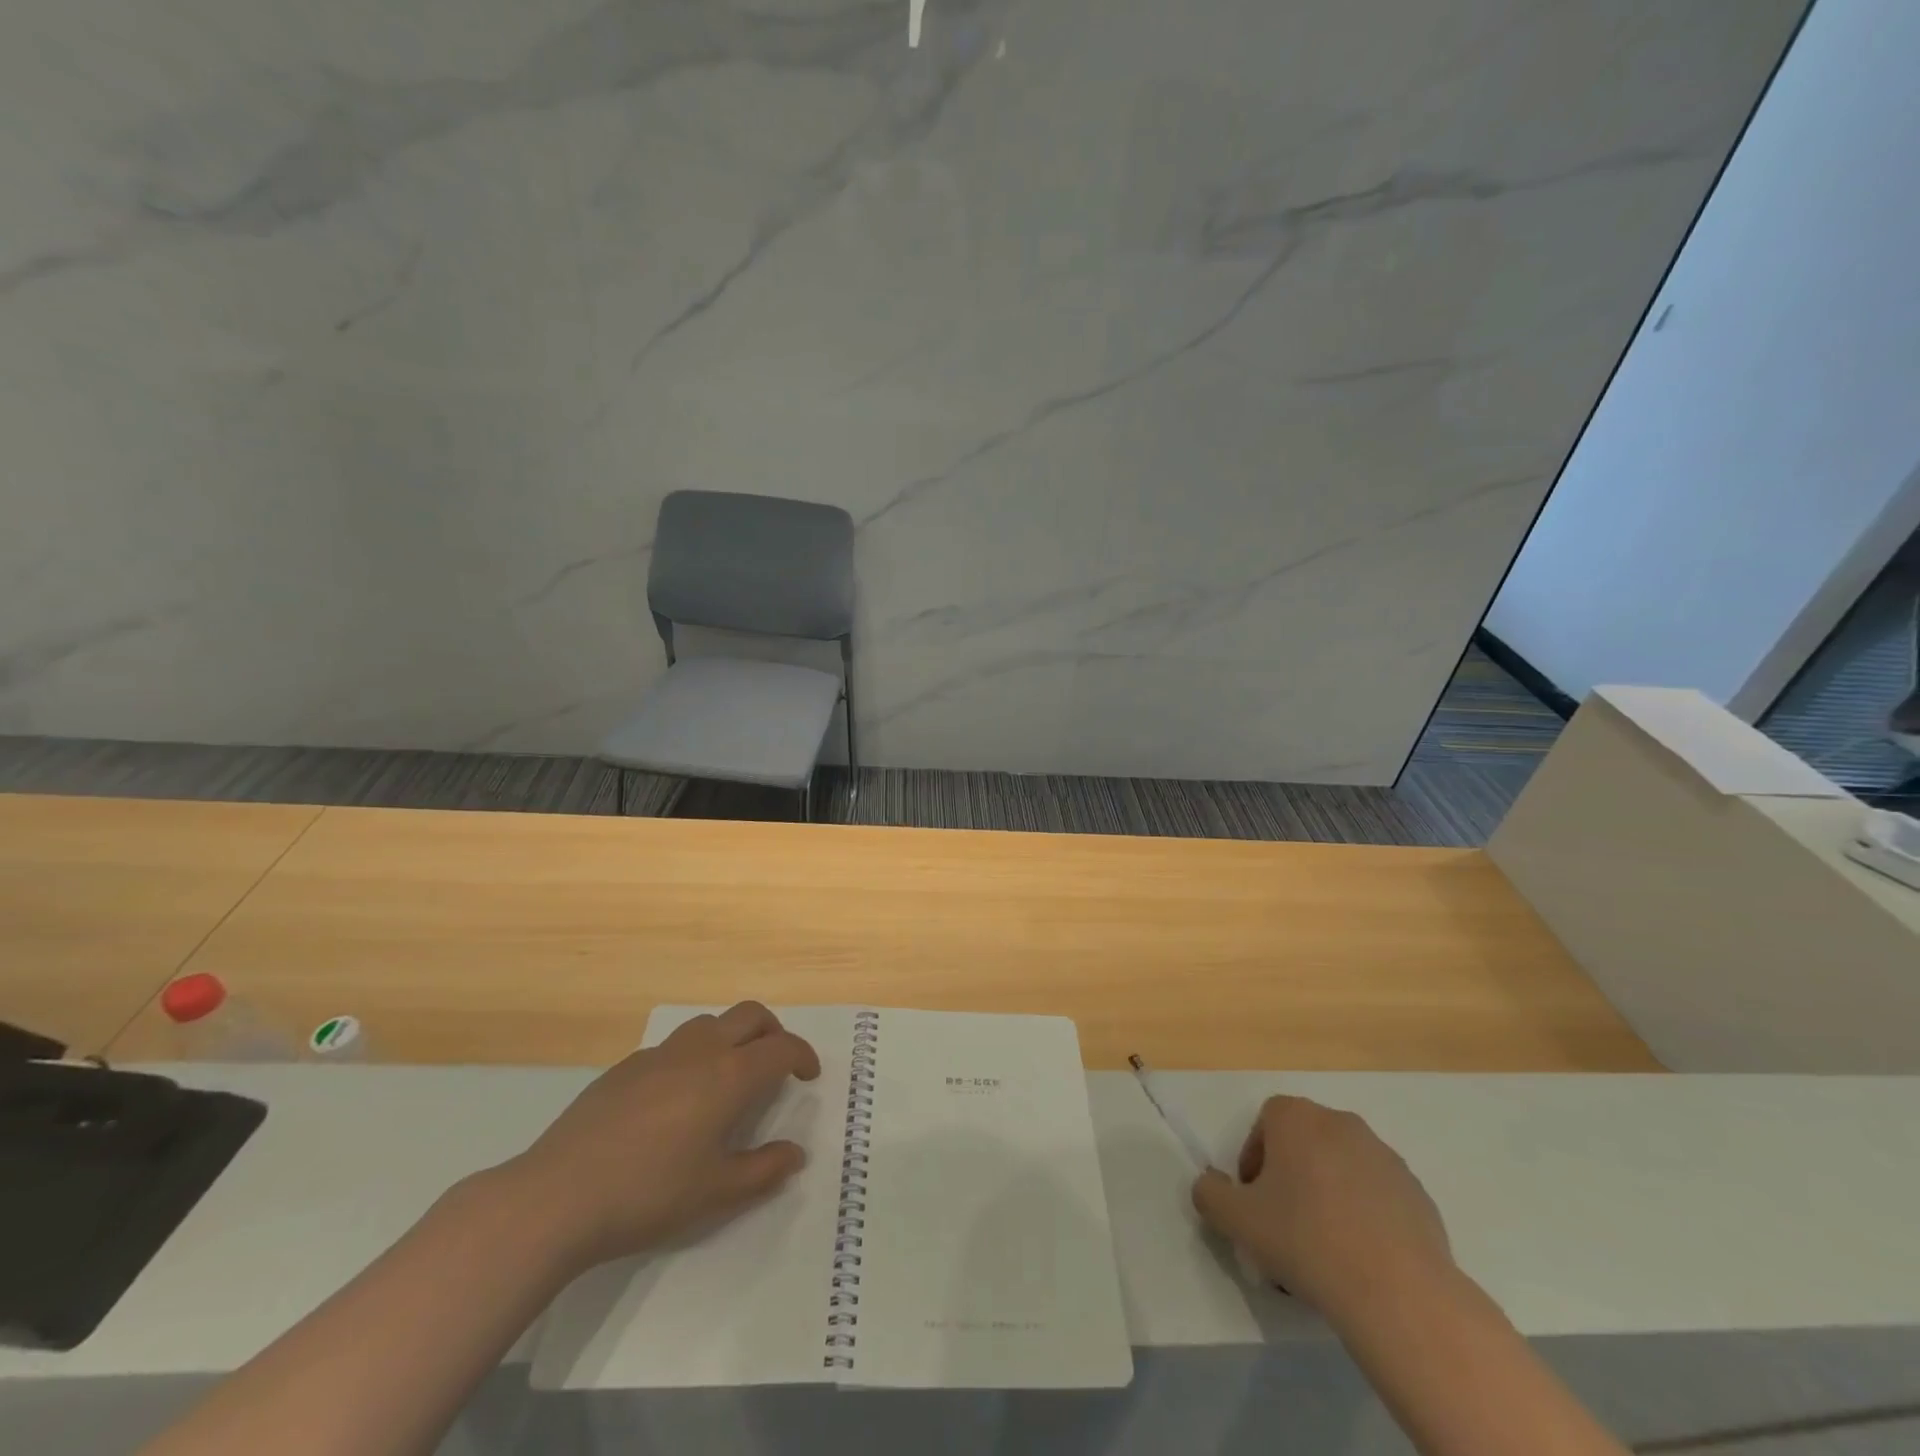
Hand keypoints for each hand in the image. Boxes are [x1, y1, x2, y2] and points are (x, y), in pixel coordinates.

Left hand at [496, 1002, 820, 1273]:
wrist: (558, 1196)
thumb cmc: (649, 1194)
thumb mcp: (716, 1193)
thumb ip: (763, 1170)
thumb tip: (795, 1153)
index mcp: (729, 1076)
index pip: (781, 1048)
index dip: (802, 1056)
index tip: (808, 1075)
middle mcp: (700, 1052)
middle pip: (749, 1015)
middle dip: (772, 1031)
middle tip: (776, 1064)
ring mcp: (659, 1054)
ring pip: (709, 1022)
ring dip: (732, 1036)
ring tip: (729, 1075)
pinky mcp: (625, 1067)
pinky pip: (674, 1046)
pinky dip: (693, 1055)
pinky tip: (677, 1098)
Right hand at [1191, 1096, 1453, 1319]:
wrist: (1398, 1293)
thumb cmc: (1305, 1240)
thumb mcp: (1236, 1220)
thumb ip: (1210, 1194)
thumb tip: (1210, 1185)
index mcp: (1296, 1117)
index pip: (1265, 1122)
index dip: (1254, 1159)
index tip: (1255, 1202)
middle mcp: (1341, 1123)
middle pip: (1304, 1142)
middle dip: (1290, 1175)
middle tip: (1284, 1224)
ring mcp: (1385, 1157)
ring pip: (1341, 1168)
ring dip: (1328, 1194)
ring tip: (1324, 1248)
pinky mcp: (1418, 1194)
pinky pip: (1377, 1196)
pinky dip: (1364, 1216)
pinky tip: (1360, 1258)